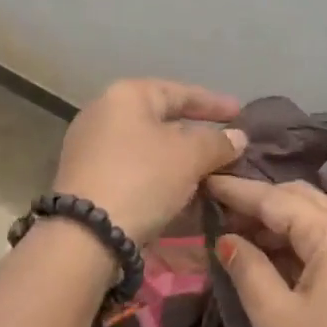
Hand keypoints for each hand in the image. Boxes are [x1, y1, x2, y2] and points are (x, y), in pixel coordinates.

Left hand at [54, 79, 246, 244]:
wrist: (85, 235)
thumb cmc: (142, 179)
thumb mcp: (190, 156)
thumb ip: (218, 142)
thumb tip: (237, 137)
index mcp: (127, 96)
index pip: (180, 92)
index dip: (214, 103)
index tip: (240, 113)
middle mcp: (104, 114)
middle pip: (162, 120)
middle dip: (197, 134)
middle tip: (226, 145)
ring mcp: (91, 148)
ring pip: (149, 148)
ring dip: (180, 160)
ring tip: (210, 173)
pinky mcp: (87, 180)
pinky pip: (135, 170)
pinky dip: (161, 177)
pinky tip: (183, 192)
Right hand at [207, 175, 326, 326]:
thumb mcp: (275, 318)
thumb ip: (248, 269)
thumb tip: (226, 239)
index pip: (278, 199)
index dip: (239, 190)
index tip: (204, 180)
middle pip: (302, 199)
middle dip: (260, 200)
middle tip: (217, 207)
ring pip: (315, 219)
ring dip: (276, 221)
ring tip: (233, 231)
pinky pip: (325, 242)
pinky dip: (294, 242)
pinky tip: (267, 256)